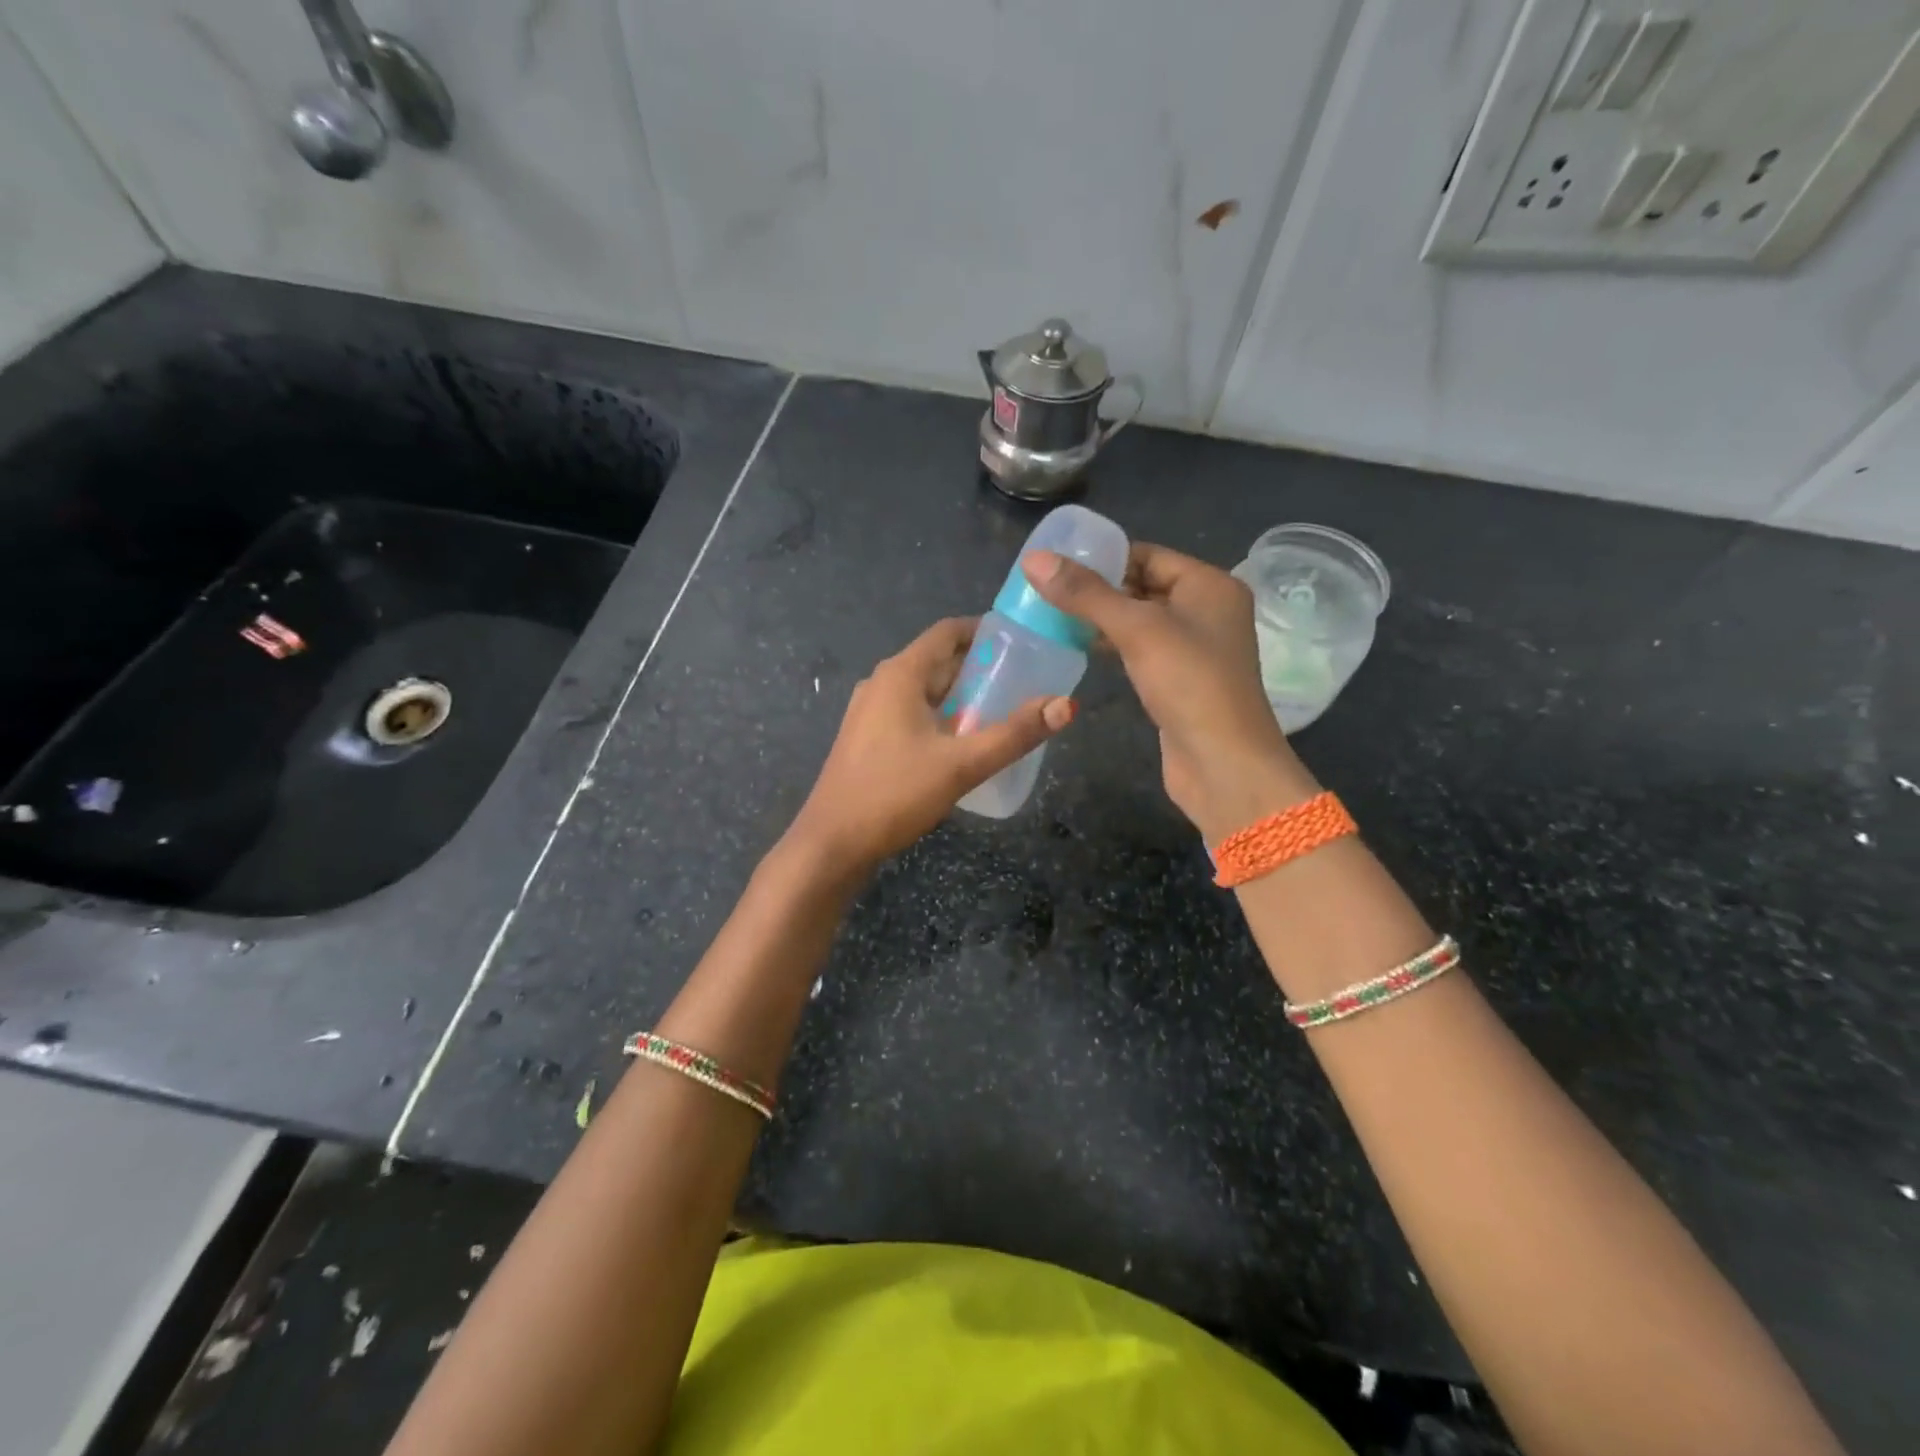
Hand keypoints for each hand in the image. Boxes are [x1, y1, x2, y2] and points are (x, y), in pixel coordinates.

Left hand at [786, 616, 1075, 875]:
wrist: (832, 843)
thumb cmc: (894, 793)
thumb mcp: (962, 764)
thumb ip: (1014, 734)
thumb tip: (1066, 705)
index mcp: (900, 674)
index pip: (948, 632)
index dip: (986, 631)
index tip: (1024, 643)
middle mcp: (882, 683)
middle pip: (939, 661)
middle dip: (981, 668)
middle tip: (1025, 683)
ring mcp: (870, 712)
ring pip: (926, 691)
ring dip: (962, 696)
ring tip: (1003, 712)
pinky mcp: (868, 739)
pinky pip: (912, 713)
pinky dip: (942, 717)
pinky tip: (964, 743)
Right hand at [1024, 543, 1316, 841]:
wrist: (1222, 762)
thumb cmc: (1188, 683)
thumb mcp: (1136, 629)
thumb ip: (1085, 593)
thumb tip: (1034, 559)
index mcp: (1210, 585)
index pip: (1148, 555)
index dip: (1103, 557)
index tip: (1057, 564)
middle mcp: (1207, 611)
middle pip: (1143, 586)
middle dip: (1098, 590)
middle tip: (1047, 592)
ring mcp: (1195, 649)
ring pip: (1140, 621)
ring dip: (1102, 620)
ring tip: (1053, 617)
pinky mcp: (1180, 681)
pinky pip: (1141, 651)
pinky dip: (1113, 647)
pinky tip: (1080, 649)